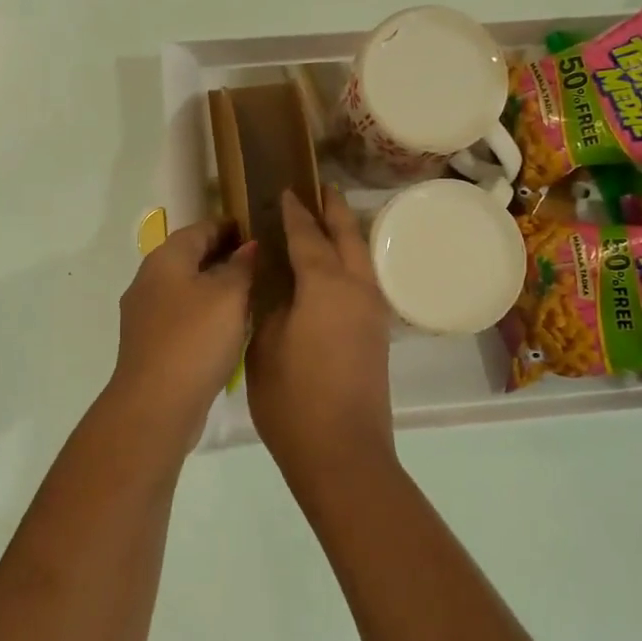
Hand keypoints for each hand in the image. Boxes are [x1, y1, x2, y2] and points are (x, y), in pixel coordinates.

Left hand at [110, 219, 256, 449]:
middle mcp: (149, 280)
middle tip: (260, 260)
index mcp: (165, 259)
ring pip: (185, 287)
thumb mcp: (228, 296)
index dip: (229, 226)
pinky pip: (182, 315)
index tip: (257, 228)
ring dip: (214, 285)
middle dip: (222, 255)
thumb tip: (249, 246)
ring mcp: (146, 314)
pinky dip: (205, 311)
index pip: (200, 228)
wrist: (156, 404)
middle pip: (189, 257)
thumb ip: (241, 266)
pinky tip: (228, 325)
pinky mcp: (151, 344)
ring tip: (251, 291)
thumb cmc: (195, 339)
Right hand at [247, 189, 395, 484]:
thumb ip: (268, 303)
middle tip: (320, 188)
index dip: (294, 213)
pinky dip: (350, 261)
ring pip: (362, 258)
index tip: (285, 191)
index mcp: (325, 285)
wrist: (342, 452)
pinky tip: (335, 269)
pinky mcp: (377, 333)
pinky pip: (364, 280)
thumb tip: (271, 278)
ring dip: (347, 234)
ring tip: (329, 220)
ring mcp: (372, 312)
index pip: (307, 236)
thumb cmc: (293, 398)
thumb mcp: (264, 344)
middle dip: (333, 210)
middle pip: (348, 236)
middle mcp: (356, 289)